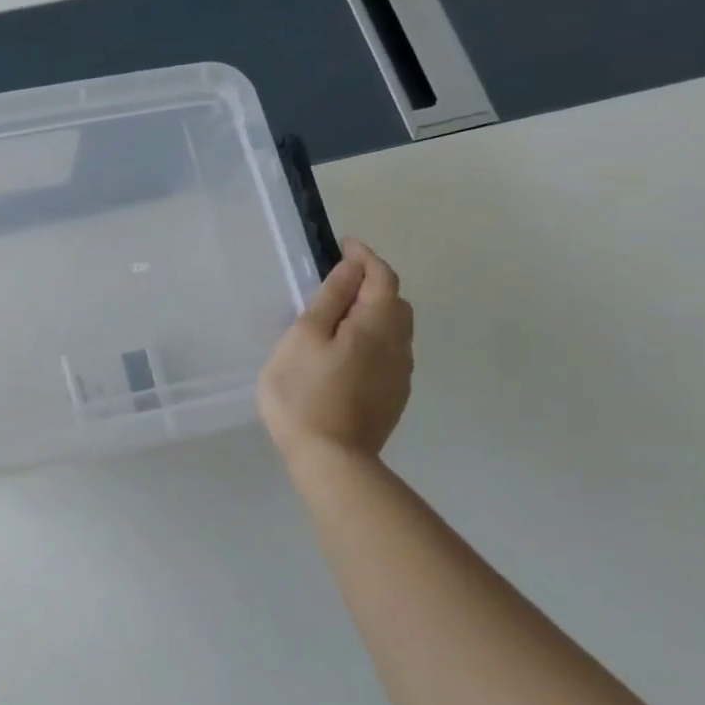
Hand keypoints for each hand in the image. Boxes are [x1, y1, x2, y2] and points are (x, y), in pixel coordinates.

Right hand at [257, 239, 414, 461]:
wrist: (331, 460)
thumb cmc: (305, 393)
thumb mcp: (304, 338)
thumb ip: (329, 300)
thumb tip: (350, 268)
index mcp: (377, 324)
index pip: (381, 277)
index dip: (365, 257)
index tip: (344, 244)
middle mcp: (399, 345)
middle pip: (395, 302)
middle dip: (373, 283)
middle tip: (339, 280)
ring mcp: (400, 374)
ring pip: (395, 330)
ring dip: (374, 312)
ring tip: (340, 316)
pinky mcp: (393, 397)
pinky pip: (389, 354)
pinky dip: (373, 338)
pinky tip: (347, 354)